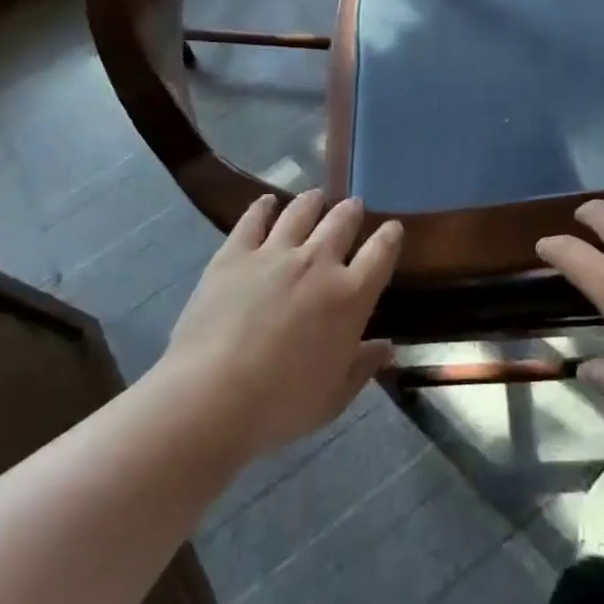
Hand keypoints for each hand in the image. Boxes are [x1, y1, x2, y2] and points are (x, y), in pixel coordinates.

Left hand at [163, 190, 401, 459]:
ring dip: (312, 202)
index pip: (381, 252)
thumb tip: (388, 348)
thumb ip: (363, 366)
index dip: (390, 236)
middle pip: (342, 221)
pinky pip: (253, 219)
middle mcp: (318, 262)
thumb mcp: (334, 397)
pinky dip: (263, 207)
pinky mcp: (235, 254)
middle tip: (352, 207)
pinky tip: (266, 202)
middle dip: (351, 211)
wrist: (211, 398)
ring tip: (316, 198)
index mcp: (350, 296)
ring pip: (301, 211)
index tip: (392, 229)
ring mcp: (275, 253)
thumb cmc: (281, 406)